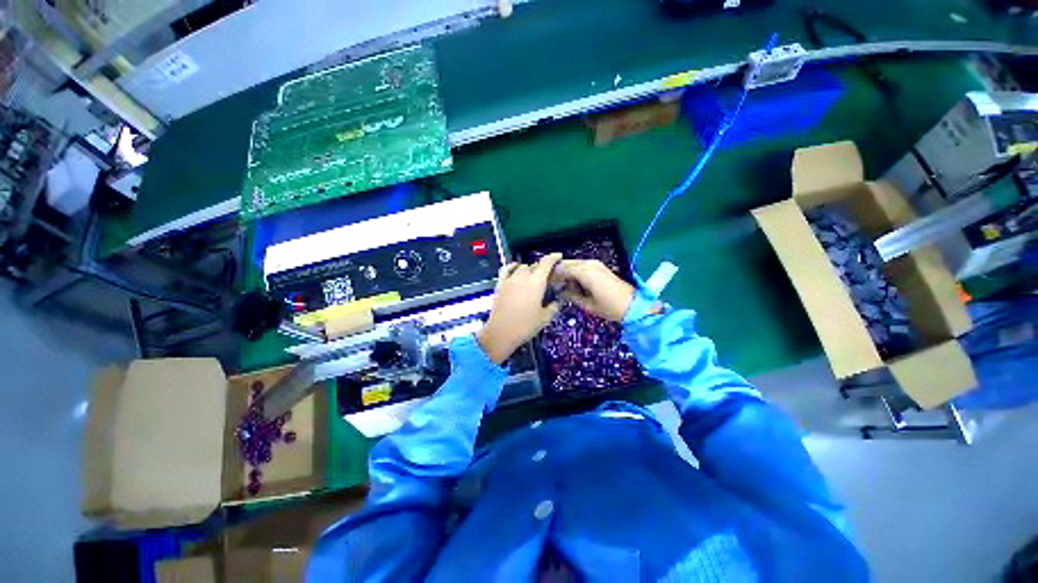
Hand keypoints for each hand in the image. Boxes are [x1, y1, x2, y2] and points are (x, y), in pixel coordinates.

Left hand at [477, 253, 562, 363]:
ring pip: (521, 267)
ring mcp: (509, 280)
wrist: (501, 333)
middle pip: (534, 265)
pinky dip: (512, 267)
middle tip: (547, 277)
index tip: (558, 256)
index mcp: (536, 283)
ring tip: (532, 276)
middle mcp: (523, 277)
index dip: (553, 257)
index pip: (546, 263)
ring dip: (529, 269)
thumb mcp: (545, 318)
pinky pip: (506, 270)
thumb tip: (557, 301)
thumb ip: (553, 307)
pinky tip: (515, 268)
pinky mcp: (500, 285)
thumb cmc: (525, 326)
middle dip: (542, 268)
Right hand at [553, 259, 634, 321]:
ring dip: (566, 272)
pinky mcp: (599, 267)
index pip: (561, 269)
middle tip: (551, 285)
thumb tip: (560, 291)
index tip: (545, 285)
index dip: (552, 276)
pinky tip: (572, 283)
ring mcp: (595, 264)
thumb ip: (571, 295)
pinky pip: (581, 266)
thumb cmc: (609, 307)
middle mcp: (589, 264)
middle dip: (558, 273)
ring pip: (574, 264)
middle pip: (566, 264)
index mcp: (584, 272)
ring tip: (560, 286)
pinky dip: (574, 273)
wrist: (633, 305)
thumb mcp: (587, 305)